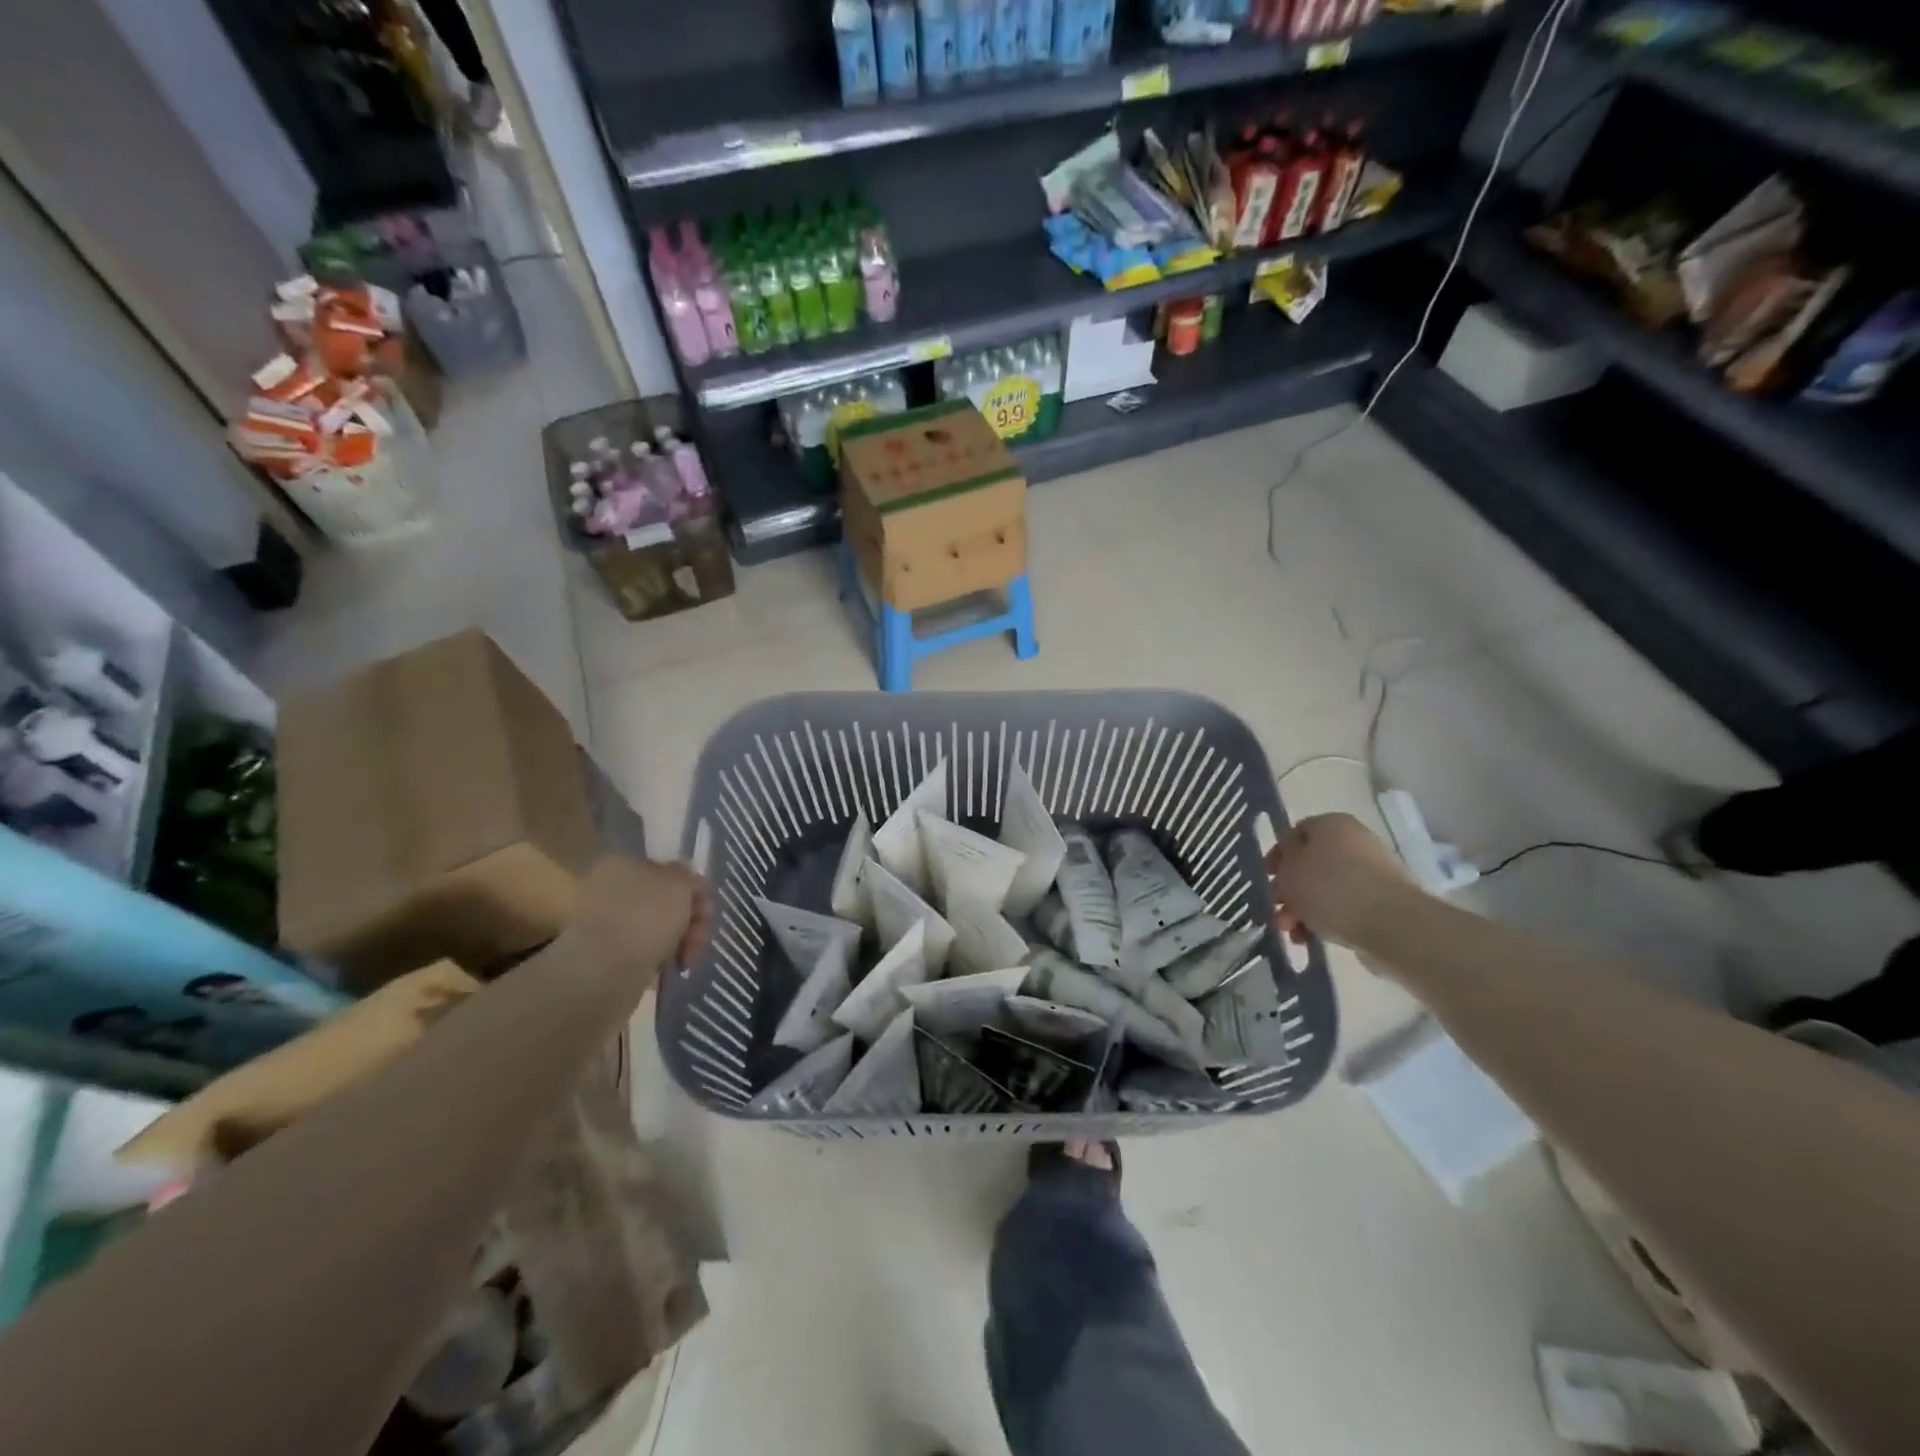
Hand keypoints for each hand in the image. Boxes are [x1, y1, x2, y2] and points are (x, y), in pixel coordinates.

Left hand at [566, 856, 712, 990]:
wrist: (606, 972)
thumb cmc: (646, 916)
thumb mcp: (679, 883)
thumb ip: (687, 875)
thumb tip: (685, 879)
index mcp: (623, 864)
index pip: (669, 870)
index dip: (694, 888)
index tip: (707, 909)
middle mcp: (613, 889)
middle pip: (667, 900)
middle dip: (692, 917)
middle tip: (701, 935)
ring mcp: (610, 923)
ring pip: (660, 926)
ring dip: (682, 939)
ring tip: (689, 957)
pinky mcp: (610, 955)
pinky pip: (648, 949)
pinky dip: (664, 956)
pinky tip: (672, 966)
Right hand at [1266, 813, 1425, 952]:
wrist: (1391, 924)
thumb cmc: (1330, 889)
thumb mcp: (1289, 870)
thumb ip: (1283, 861)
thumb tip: (1291, 861)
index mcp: (1331, 824)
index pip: (1295, 833)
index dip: (1277, 855)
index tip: (1267, 878)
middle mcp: (1354, 841)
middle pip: (1310, 864)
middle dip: (1288, 890)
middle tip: (1276, 909)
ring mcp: (1372, 872)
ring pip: (1325, 888)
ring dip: (1303, 910)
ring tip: (1292, 933)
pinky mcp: (1382, 901)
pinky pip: (1344, 906)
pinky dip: (1325, 919)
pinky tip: (1311, 938)